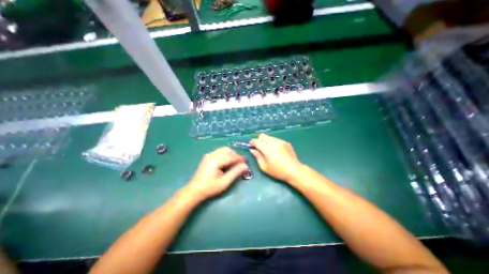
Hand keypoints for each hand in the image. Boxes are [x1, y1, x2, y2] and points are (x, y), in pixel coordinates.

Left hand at [187, 146, 248, 200]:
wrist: (194, 190)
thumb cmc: (210, 187)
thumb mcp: (224, 182)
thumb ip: (235, 172)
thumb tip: (245, 166)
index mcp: (215, 160)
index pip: (231, 156)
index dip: (240, 158)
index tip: (246, 162)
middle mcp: (212, 155)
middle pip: (227, 150)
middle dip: (235, 155)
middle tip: (239, 164)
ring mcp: (209, 155)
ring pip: (223, 150)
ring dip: (230, 155)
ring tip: (233, 164)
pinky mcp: (208, 157)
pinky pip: (219, 152)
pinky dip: (225, 155)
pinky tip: (226, 163)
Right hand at [250, 132, 303, 181]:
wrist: (294, 170)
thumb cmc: (278, 171)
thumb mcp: (264, 167)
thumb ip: (257, 156)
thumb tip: (252, 150)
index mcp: (268, 149)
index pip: (257, 141)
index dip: (252, 142)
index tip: (251, 145)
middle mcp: (274, 143)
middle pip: (263, 135)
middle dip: (259, 140)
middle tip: (259, 147)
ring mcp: (281, 141)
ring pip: (269, 137)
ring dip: (266, 141)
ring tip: (268, 149)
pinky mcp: (286, 142)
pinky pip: (276, 139)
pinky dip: (273, 142)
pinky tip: (276, 150)